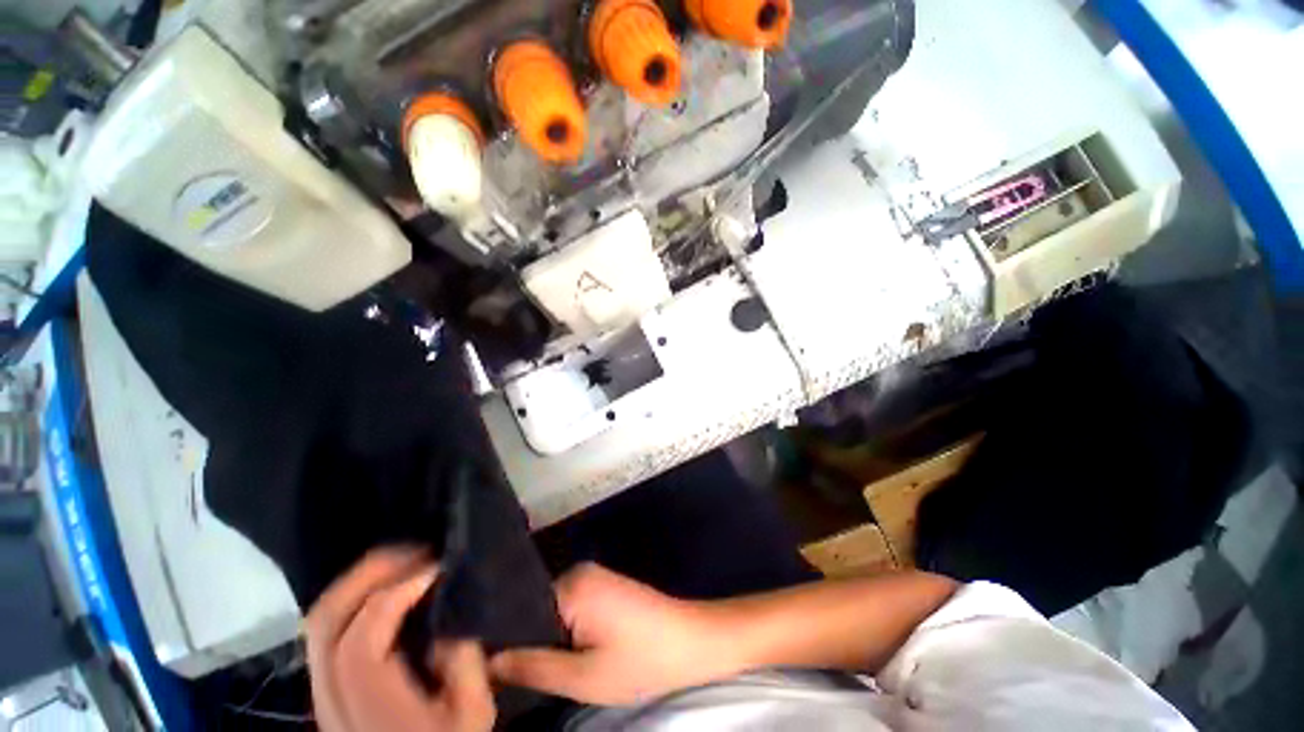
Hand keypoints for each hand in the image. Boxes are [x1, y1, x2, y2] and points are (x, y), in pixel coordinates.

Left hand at [305, 548, 495, 731]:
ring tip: (405, 561)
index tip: (437, 568)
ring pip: (320, 621)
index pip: (360, 641)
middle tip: (417, 550)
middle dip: (370, 572)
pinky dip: (356, 597)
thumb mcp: (473, 712)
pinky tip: (390, 589)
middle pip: (325, 621)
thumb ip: (464, 662)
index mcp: (370, 708)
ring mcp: (322, 691)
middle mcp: (331, 698)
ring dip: (361, 580)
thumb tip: (449, 615)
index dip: (396, 594)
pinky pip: (329, 628)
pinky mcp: (326, 686)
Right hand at [490, 563, 731, 705]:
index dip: (503, 644)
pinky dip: (564, 634)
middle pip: (534, 611)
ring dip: (546, 641)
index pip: (518, 611)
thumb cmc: (642, 661)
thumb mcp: (584, 677)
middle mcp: (578, 572)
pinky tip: (566, 656)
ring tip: (541, 671)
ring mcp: (593, 577)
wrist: (693, 641)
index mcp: (571, 585)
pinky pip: (569, 609)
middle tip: (518, 680)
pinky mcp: (603, 587)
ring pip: (551, 613)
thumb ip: (532, 667)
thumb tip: (487, 662)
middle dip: (527, 644)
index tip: (486, 673)